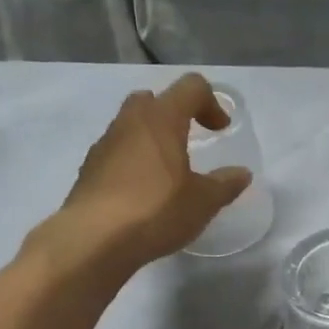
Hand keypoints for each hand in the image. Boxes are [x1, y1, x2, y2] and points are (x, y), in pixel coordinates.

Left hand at [56, 74, 252, 269]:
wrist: (92, 241)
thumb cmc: (155, 211)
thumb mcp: (203, 202)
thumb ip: (225, 184)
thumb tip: (241, 174)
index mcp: (161, 119)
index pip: (190, 87)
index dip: (211, 102)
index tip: (220, 131)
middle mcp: (129, 123)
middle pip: (152, 99)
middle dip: (174, 114)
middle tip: (188, 141)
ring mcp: (103, 145)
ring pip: (130, 125)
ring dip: (150, 139)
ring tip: (166, 172)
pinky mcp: (88, 170)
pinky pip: (115, 153)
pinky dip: (132, 162)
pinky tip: (142, 194)